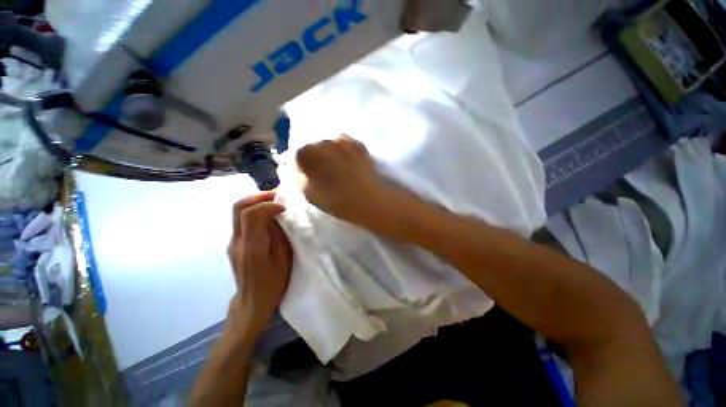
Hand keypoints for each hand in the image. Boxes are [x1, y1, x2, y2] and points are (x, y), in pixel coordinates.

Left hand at [227, 192, 292, 331]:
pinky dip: (254, 213)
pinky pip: (241, 221)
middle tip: (276, 196)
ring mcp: (232, 242)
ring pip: (238, 212)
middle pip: (238, 207)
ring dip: (255, 203)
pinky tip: (267, 219)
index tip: (283, 208)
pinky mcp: (233, 244)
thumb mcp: (284, 260)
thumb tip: (277, 217)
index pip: (251, 214)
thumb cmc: (273, 284)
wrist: (251, 303)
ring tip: (273, 205)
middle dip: (258, 197)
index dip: (267, 205)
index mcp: (252, 246)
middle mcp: (237, 241)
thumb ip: (279, 236)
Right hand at [296, 135, 394, 227]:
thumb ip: (298, 178)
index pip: (298, 154)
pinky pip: (346, 143)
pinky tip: (348, 162)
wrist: (370, 200)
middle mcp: (325, 142)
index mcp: (310, 153)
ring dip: (330, 153)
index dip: (302, 166)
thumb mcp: (309, 194)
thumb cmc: (337, 200)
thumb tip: (297, 170)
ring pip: (330, 144)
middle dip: (316, 158)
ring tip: (337, 168)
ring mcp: (344, 142)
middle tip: (322, 173)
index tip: (308, 176)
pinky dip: (344, 150)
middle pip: (315, 147)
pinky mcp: (359, 146)